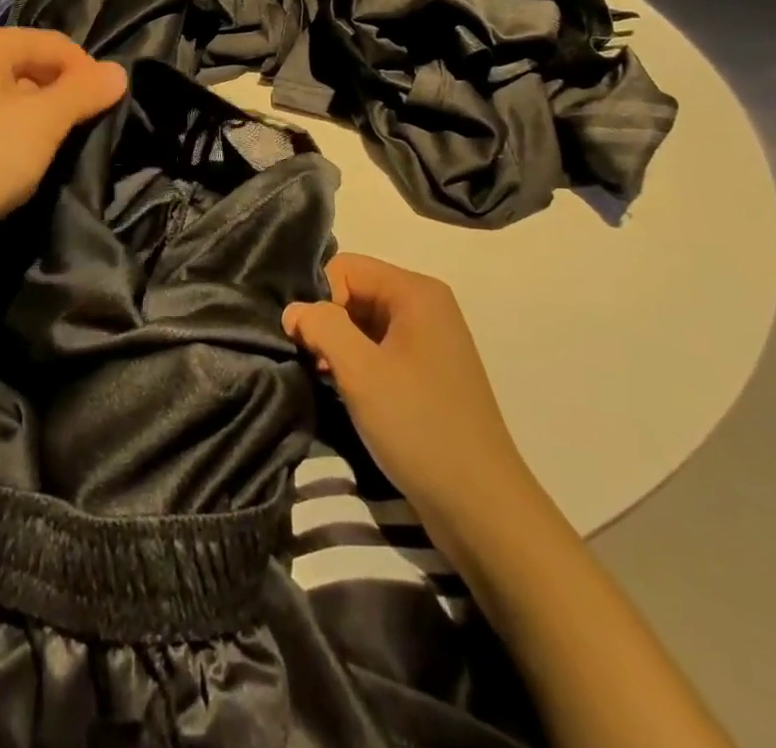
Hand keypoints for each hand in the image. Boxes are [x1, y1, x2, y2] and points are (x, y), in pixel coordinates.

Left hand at [0, 27, 126, 248]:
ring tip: (54, 149)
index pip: (56, 43)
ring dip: (41, 117)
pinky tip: (20, 160)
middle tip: (83, 132)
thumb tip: (119, 71)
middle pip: (34, 64)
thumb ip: (84, 93)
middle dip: (64, 95)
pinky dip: (15, 131)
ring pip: (14, 93)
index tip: (107, 110)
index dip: (88, 73)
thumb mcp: (43, 124)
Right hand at [283, 254, 530, 527]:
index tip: (309, 342)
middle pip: (355, 291)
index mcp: (416, 292)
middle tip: (313, 363)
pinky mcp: (428, 372)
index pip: (345, 267)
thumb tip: (293, 310)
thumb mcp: (360, 371)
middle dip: (327, 322)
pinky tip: (346, 391)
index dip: (320, 299)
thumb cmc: (419, 427)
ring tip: (327, 379)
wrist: (482, 508)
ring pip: (364, 322)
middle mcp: (426, 305)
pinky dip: (357, 363)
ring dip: (339, 346)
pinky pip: (380, 348)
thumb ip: (321, 326)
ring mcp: (430, 340)